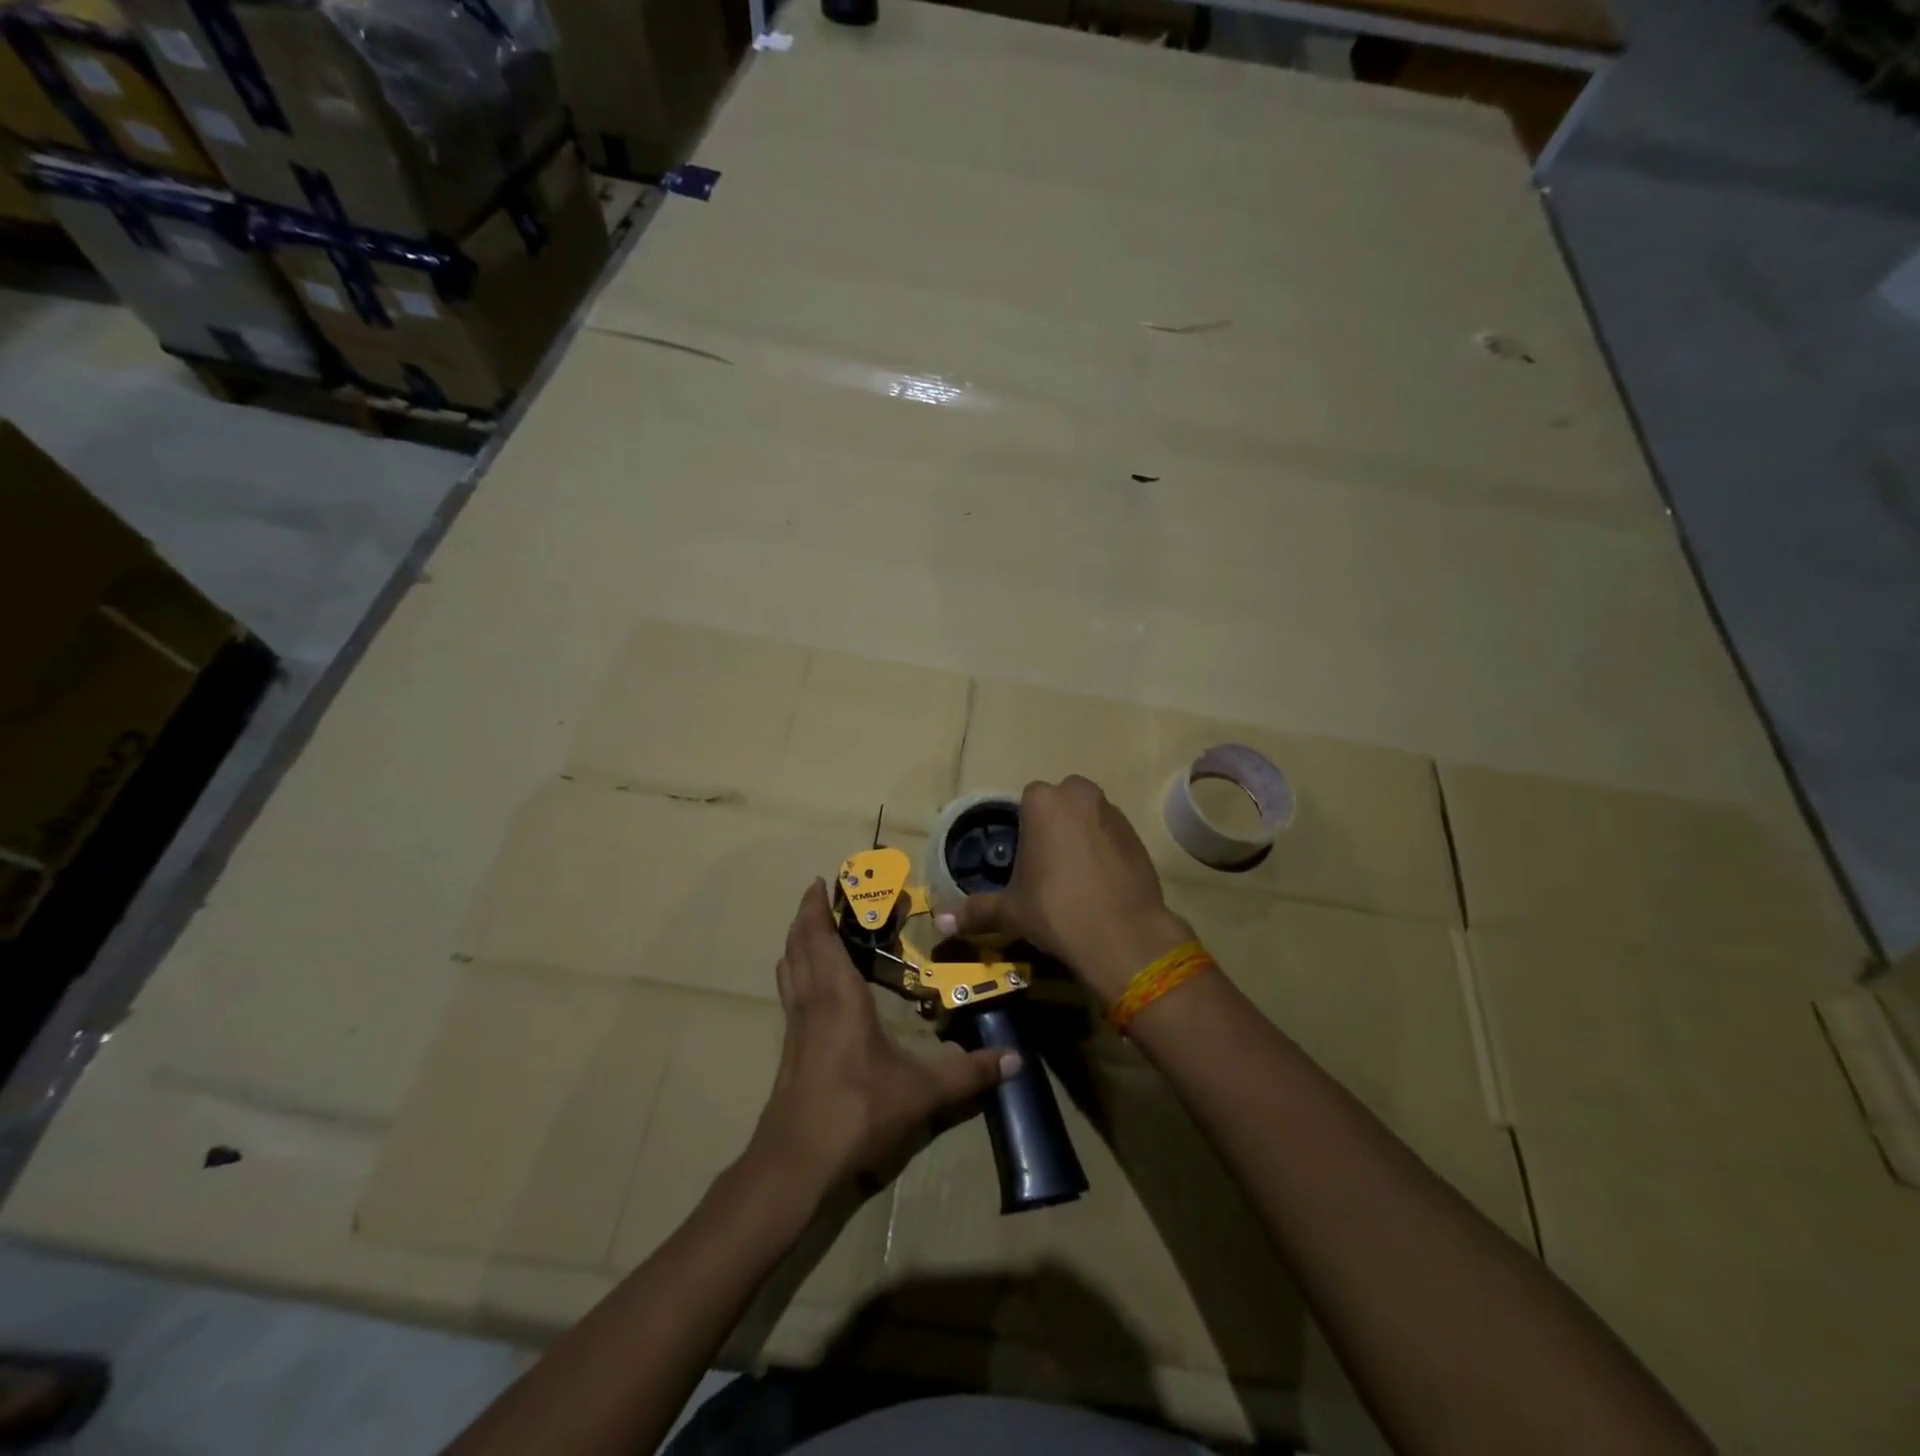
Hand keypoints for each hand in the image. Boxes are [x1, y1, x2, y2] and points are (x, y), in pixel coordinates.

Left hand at [747, 880, 1014, 1199]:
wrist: (796, 1163)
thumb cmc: (856, 1111)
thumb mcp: (920, 1093)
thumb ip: (967, 1074)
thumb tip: (1015, 1060)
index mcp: (839, 996)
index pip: (822, 939)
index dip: (816, 908)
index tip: (820, 881)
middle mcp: (812, 1002)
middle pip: (799, 946)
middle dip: (806, 917)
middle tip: (819, 896)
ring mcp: (795, 1026)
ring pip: (789, 969)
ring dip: (796, 943)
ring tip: (811, 930)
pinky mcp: (789, 1050)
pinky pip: (790, 993)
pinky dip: (795, 972)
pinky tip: (810, 987)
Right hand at [934, 776, 1191, 1002]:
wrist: (1121, 934)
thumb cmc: (1055, 909)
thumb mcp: (1011, 910)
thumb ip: (977, 911)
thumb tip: (941, 924)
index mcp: (1043, 801)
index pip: (1028, 799)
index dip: (1025, 827)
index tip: (1024, 856)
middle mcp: (1080, 796)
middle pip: (1062, 800)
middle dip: (1056, 822)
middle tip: (1048, 862)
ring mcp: (1113, 814)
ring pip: (1090, 815)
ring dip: (1082, 833)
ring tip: (1075, 875)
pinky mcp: (1138, 837)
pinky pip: (1112, 835)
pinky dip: (1106, 850)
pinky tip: (1100, 882)